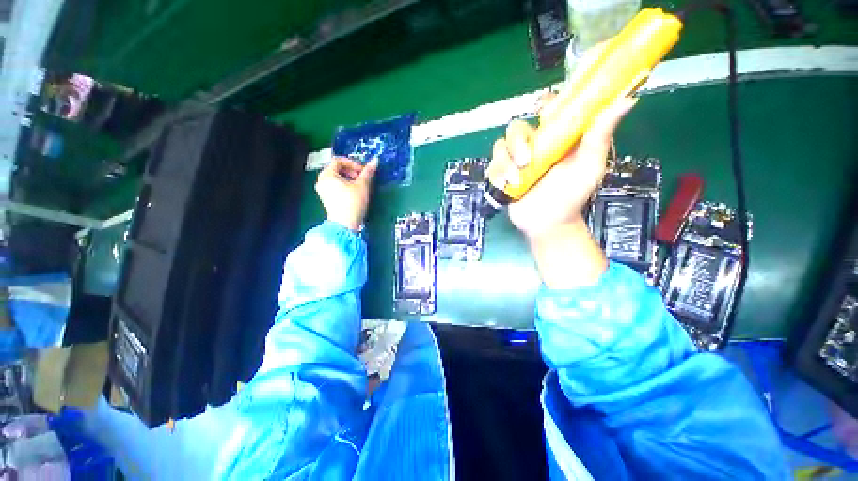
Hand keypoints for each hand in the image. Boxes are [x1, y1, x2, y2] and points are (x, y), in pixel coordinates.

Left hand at [315, 157, 377, 231]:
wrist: (345, 224)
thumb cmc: (353, 203)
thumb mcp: (362, 185)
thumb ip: (368, 172)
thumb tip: (375, 160)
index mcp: (327, 174)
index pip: (339, 161)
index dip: (353, 163)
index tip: (363, 171)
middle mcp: (321, 180)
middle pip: (337, 169)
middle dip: (351, 171)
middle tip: (362, 178)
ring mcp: (323, 190)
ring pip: (337, 178)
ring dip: (349, 178)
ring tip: (360, 186)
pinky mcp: (327, 199)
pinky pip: (335, 186)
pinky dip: (345, 186)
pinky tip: (354, 193)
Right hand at [488, 95, 636, 287]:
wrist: (549, 223)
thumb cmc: (571, 195)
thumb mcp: (590, 166)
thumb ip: (600, 136)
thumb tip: (627, 100)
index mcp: (557, 137)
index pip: (548, 109)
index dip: (544, 107)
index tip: (545, 118)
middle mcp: (535, 145)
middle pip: (517, 127)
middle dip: (517, 142)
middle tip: (526, 161)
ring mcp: (516, 160)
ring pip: (500, 146)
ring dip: (505, 162)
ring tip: (516, 180)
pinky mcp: (503, 175)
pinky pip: (492, 166)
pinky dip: (496, 175)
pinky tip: (505, 186)